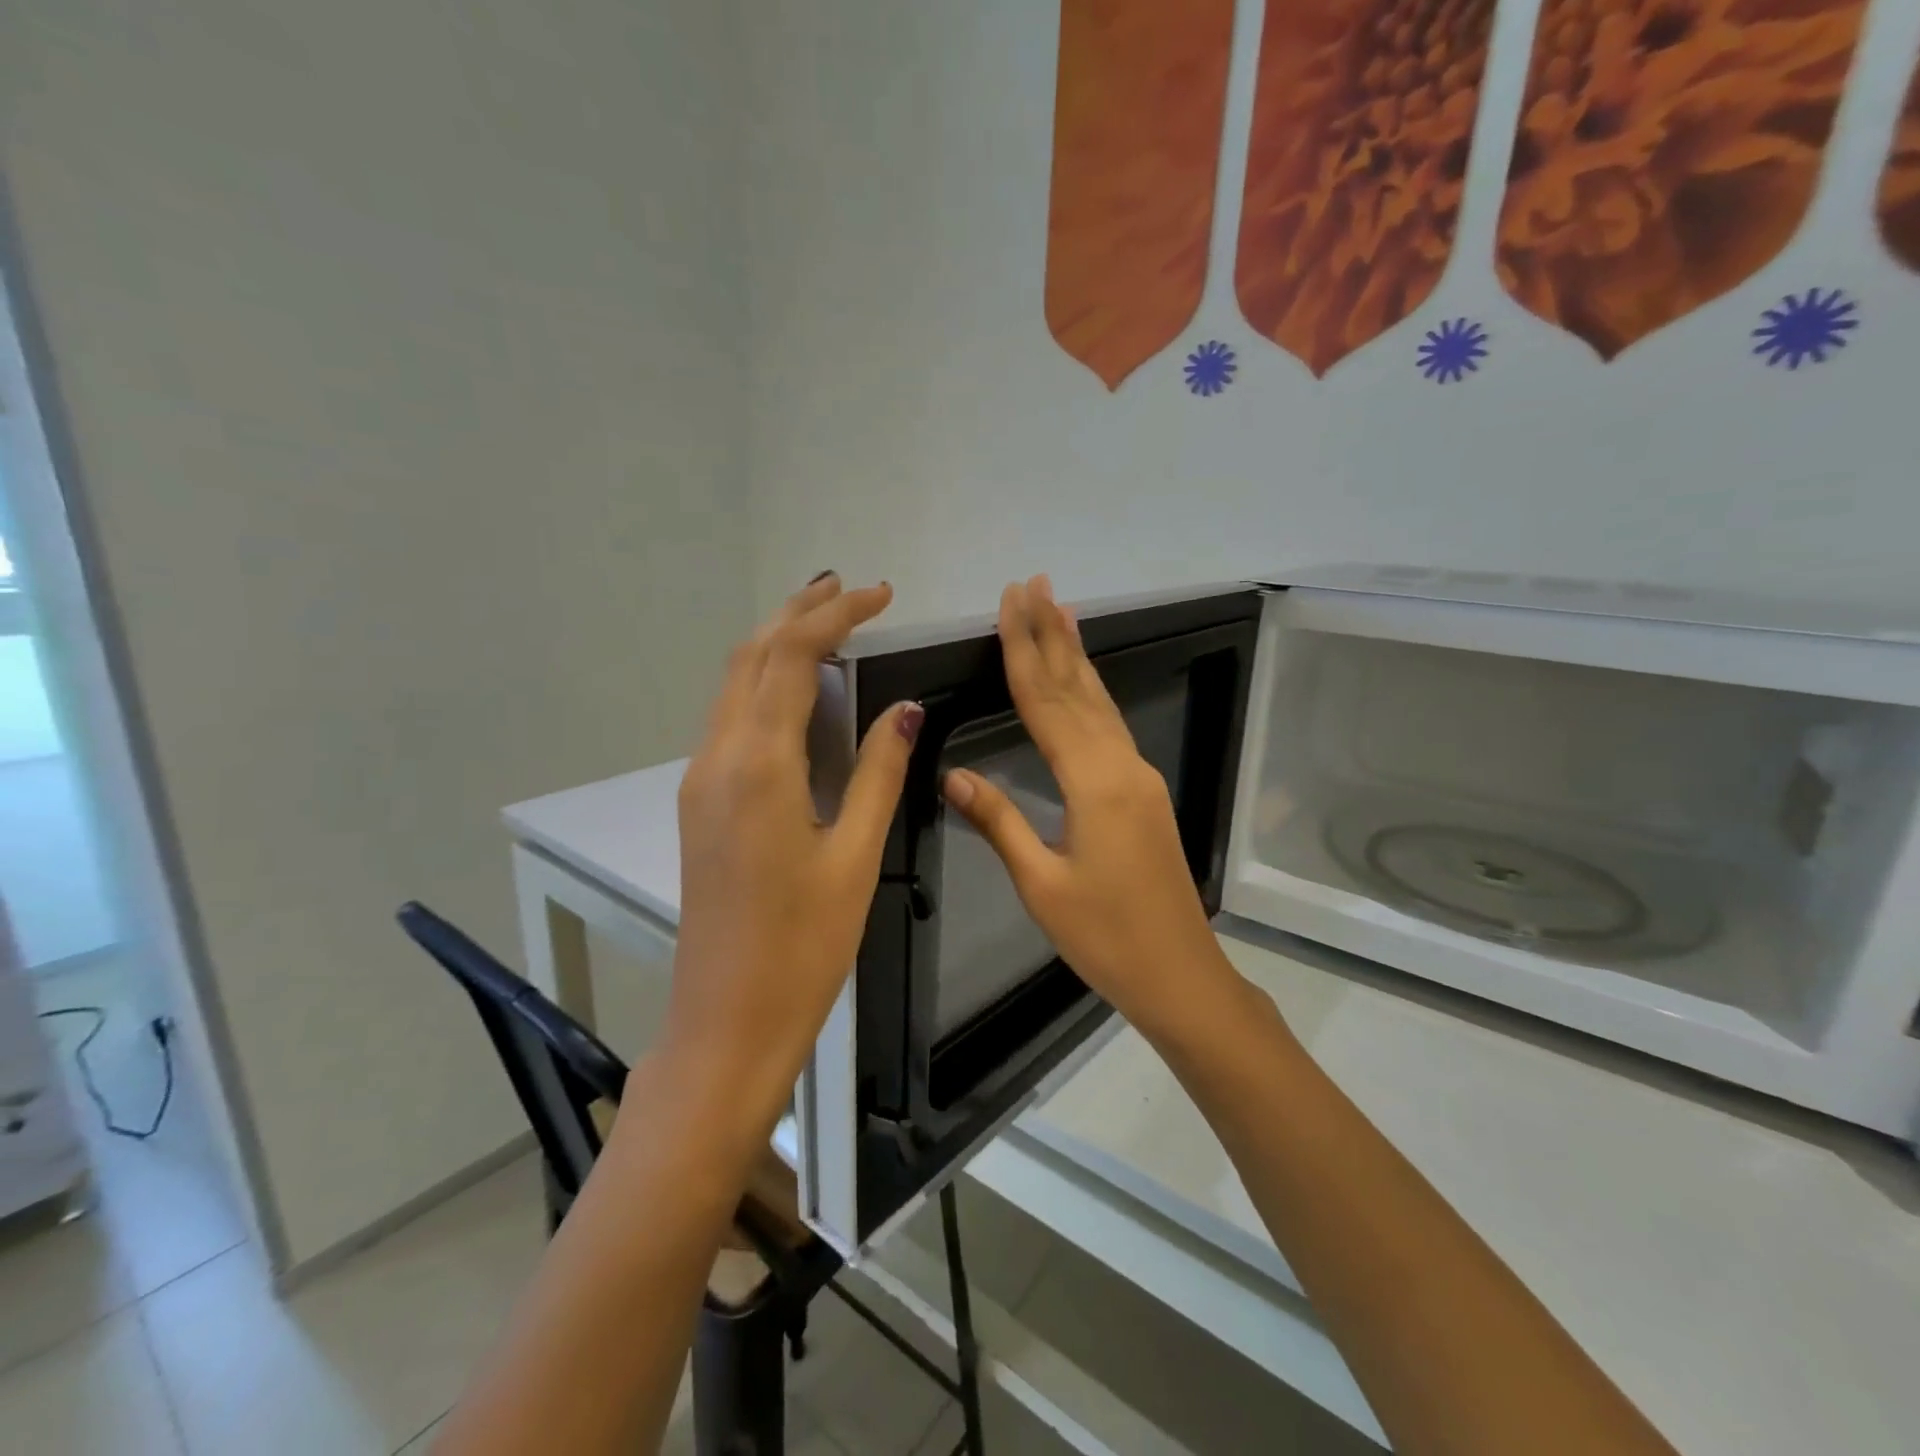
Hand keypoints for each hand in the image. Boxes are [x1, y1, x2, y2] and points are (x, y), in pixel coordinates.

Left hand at [667, 573, 921, 1127]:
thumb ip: (877, 773)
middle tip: (849, 591)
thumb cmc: (804, 946)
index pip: (790, 657)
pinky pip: (730, 720)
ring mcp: (700, 781)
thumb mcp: (855, 856)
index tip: (879, 594)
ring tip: (827, 626)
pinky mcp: (700, 804)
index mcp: (758, 766)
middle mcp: (717, 759)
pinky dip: (764, 686)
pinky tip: (800, 695)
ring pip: (732, 685)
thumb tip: (904, 710)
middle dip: (798, 613)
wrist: (727, 1019)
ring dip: (776, 645)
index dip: (834, 615)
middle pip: (750, 657)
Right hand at [942, 577, 1239, 1040]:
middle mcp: (1122, 766)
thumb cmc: (1106, 937)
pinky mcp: (1144, 794)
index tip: (1011, 602)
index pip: (1046, 703)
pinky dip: (1091, 693)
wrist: (1181, 975)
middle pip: (1078, 689)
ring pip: (1100, 703)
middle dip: (1052, 634)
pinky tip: (1083, 683)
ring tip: (1061, 611)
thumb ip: (999, 822)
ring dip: (1075, 656)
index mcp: (1094, 783)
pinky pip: (1111, 727)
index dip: (1023, 650)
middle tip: (1035, 584)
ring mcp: (1139, 777)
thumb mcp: (1041, 885)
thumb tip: (953, 773)